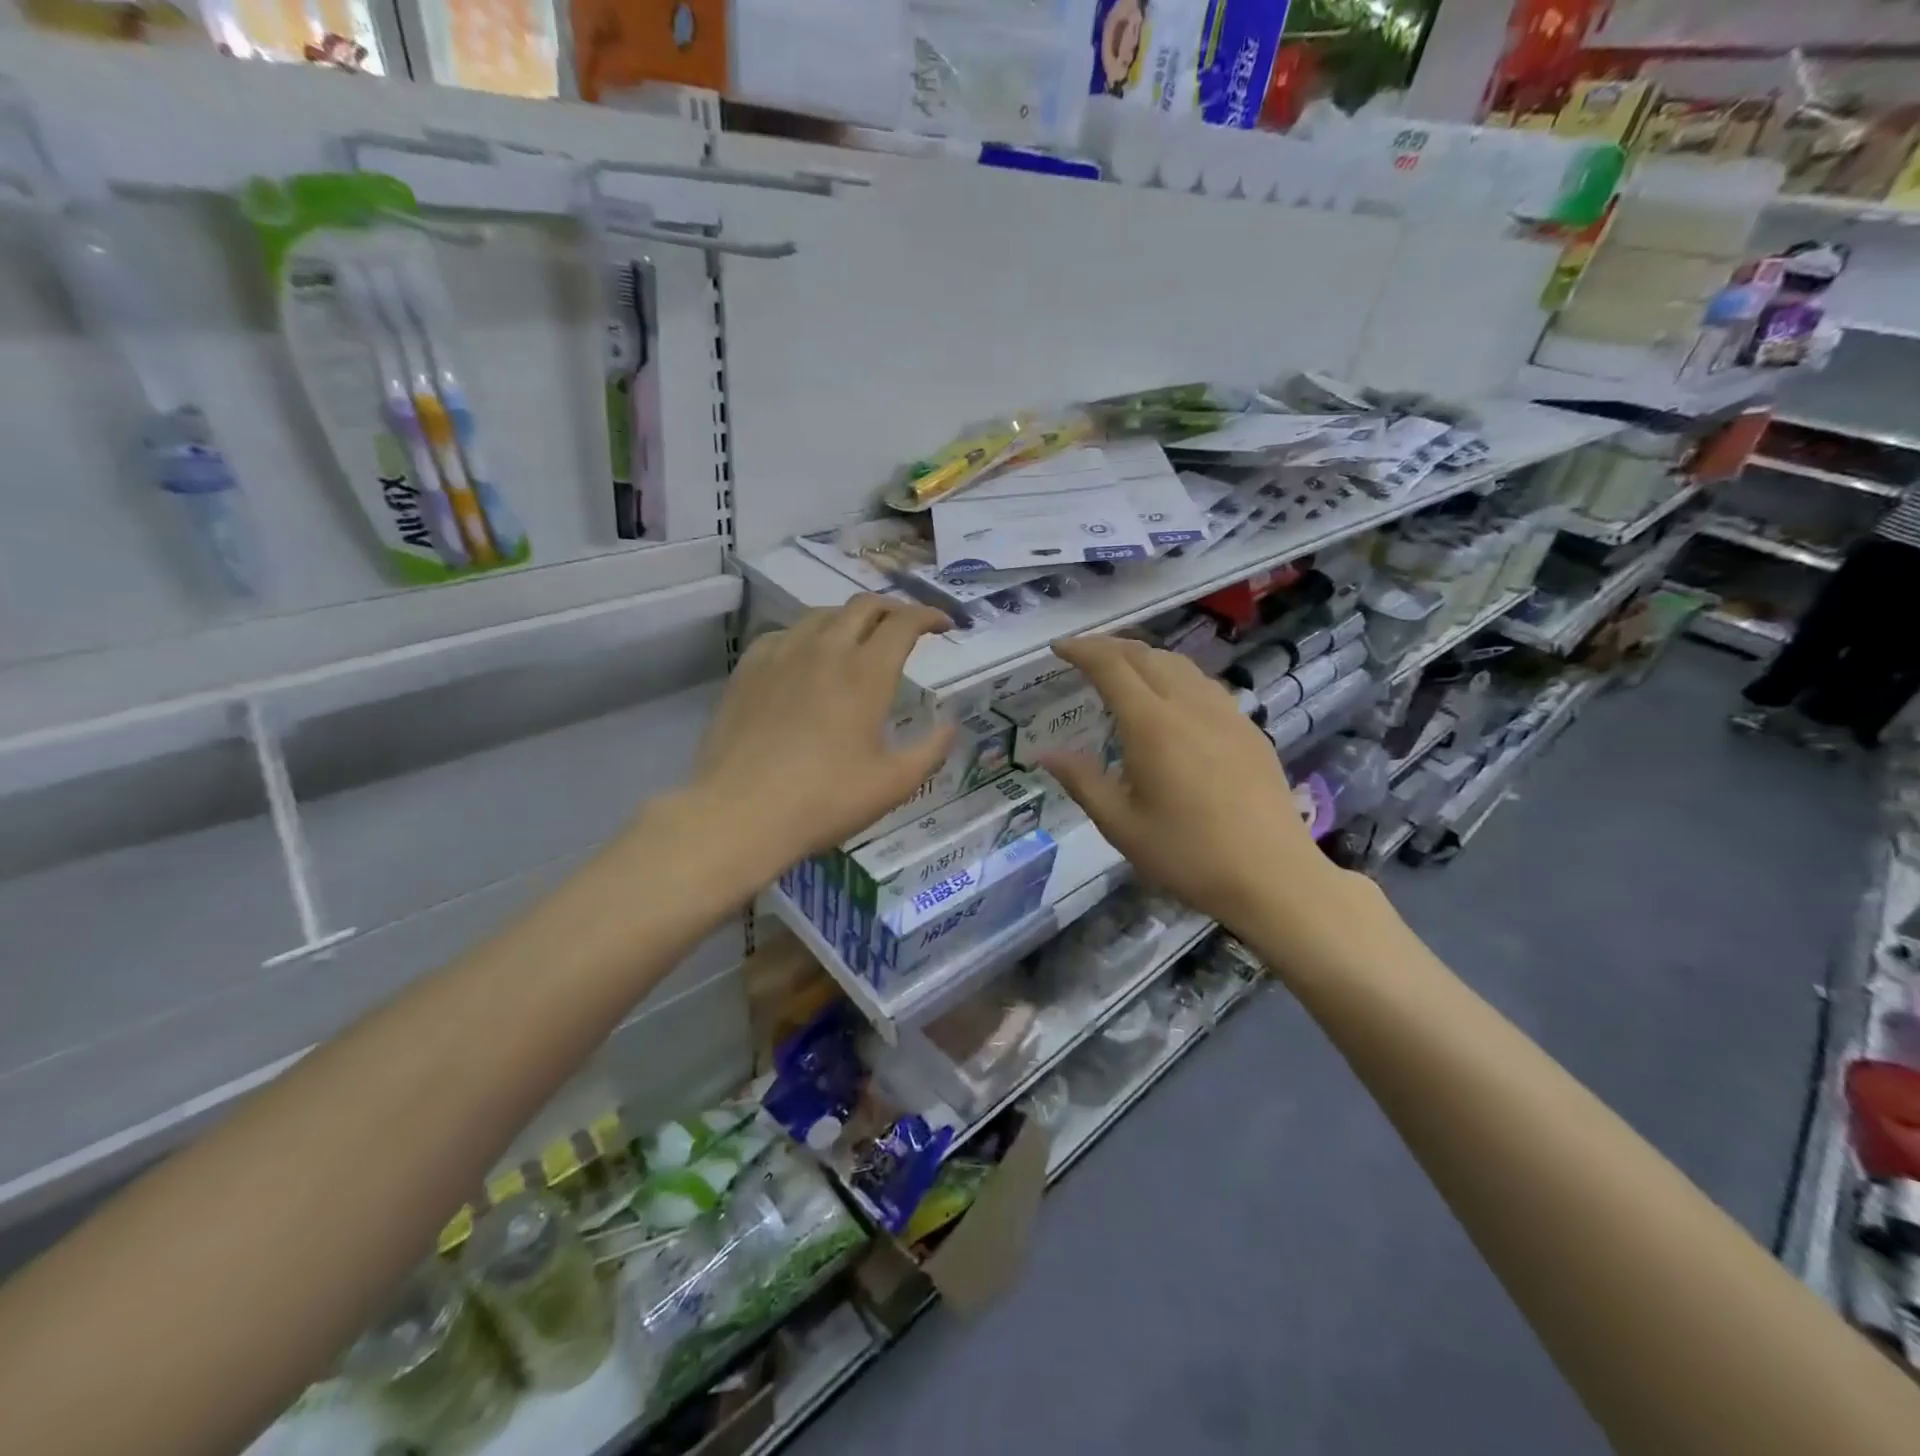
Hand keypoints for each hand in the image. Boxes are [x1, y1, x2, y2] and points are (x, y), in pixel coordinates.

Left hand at [688, 595, 956, 879]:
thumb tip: (951, 725)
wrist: (740, 814)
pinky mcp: (748, 669)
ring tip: (859, 640)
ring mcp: (781, 655)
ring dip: (851, 619)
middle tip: (907, 627)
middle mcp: (825, 650)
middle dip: (893, 609)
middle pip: (864, 606)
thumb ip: (931, 750)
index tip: (944, 625)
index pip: (904, 623)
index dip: (929, 616)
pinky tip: (807, 658)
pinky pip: (784, 634)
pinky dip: (809, 636)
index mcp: (866, 673)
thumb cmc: (825, 800)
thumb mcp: (893, 784)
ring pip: (822, 615)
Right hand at [1040, 635, 1355, 937]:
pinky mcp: (1248, 729)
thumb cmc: (1187, 855)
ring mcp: (1225, 714)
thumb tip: (1045, 753)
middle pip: (1146, 655)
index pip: (1111, 666)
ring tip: (1124, 671)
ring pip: (1180, 665)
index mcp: (1152, 725)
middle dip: (1110, 646)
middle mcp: (1189, 705)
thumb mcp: (1120, 825)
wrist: (1272, 876)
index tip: (1058, 648)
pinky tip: (1172, 700)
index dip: (1082, 650)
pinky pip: (1204, 685)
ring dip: (1145, 657)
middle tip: (1084, 655)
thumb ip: (1081, 781)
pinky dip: (1175, 676)